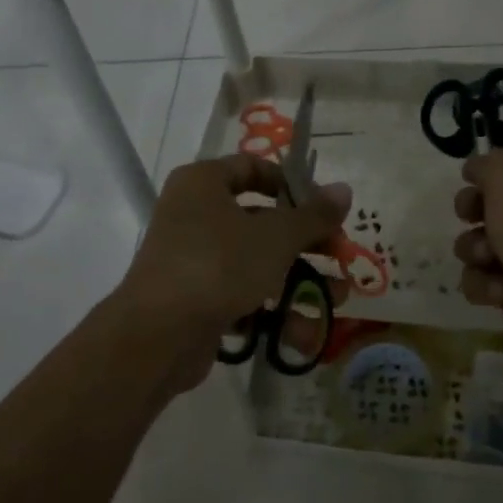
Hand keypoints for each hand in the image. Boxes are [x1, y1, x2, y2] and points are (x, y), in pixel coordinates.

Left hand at [119, 154, 351, 378]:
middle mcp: (192, 214)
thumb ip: (313, 215)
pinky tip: (300, 330)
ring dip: (297, 281)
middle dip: (305, 242)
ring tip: (336, 299)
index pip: (251, 168)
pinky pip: (239, 294)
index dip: (291, 185)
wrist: (158, 335)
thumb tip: (344, 189)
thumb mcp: (276, 236)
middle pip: (260, 220)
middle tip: (339, 255)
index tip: (323, 208)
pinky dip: (269, 308)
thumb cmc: (219, 265)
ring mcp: (191, 259)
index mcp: (203, 183)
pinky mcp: (193, 299)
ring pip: (254, 262)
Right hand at [452, 148, 502, 391]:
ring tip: (490, 263)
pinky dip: (486, 286)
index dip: (495, 166)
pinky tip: (500, 294)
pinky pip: (485, 281)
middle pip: (492, 203)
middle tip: (472, 217)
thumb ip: (488, 163)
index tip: (471, 176)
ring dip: (475, 252)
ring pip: (481, 244)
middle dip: (473, 211)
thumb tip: (477, 167)